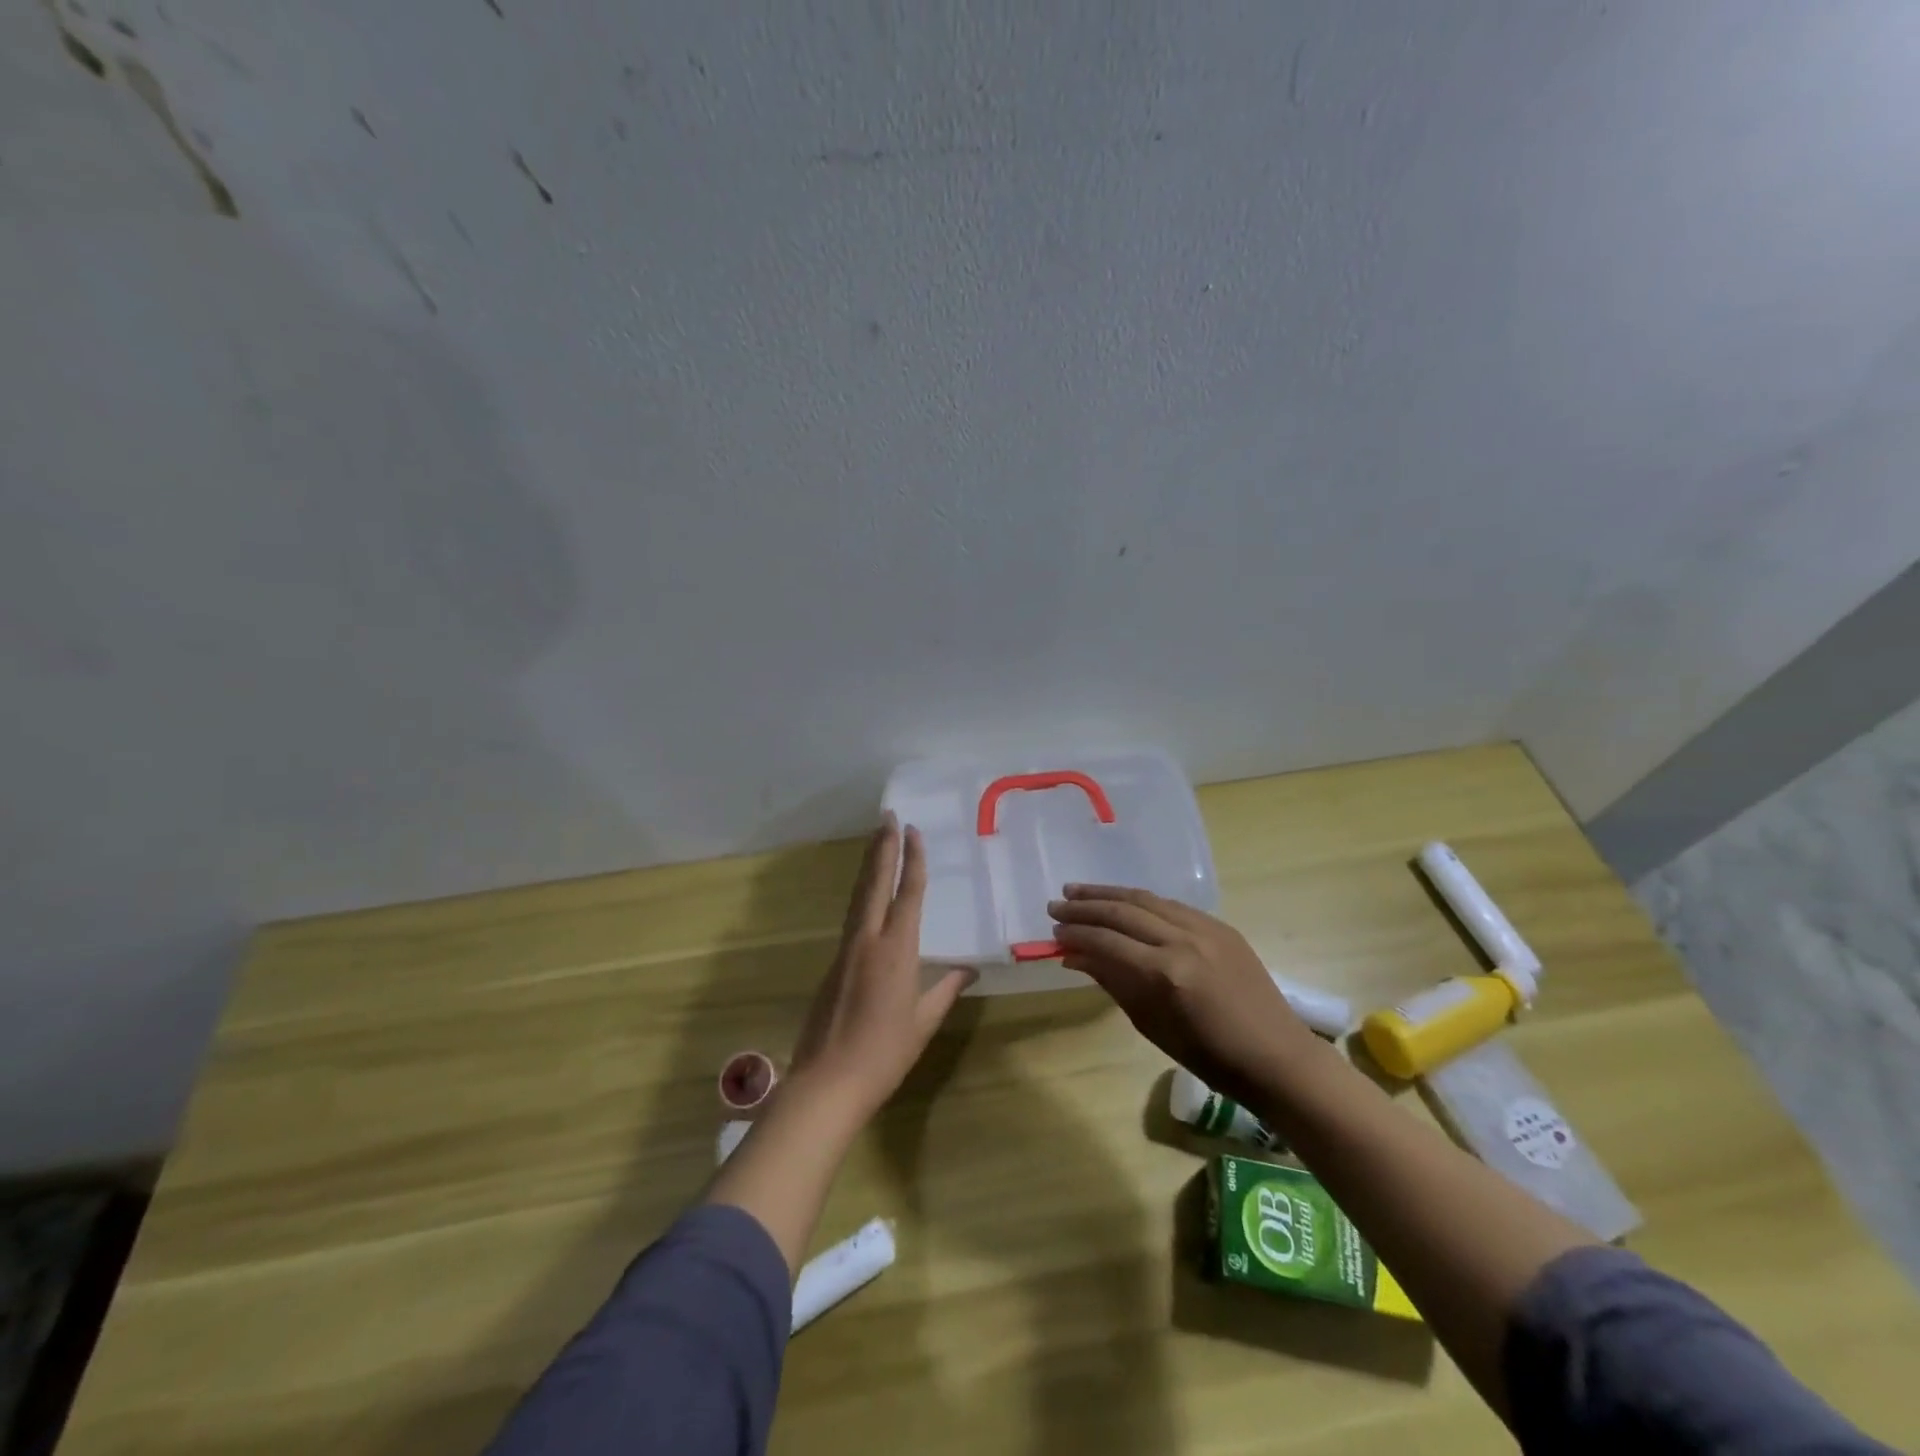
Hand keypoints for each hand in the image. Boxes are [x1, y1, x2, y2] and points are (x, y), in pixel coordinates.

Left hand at [788, 814, 974, 1119]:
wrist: (827, 1083)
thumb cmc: (884, 1054)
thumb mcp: (923, 1022)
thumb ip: (945, 990)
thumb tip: (968, 969)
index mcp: (896, 951)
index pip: (907, 895)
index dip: (912, 861)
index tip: (913, 831)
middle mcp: (868, 941)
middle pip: (875, 884)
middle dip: (882, 848)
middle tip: (887, 816)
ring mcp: (846, 950)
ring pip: (859, 897)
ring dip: (869, 866)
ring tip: (875, 840)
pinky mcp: (834, 964)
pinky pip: (852, 918)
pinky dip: (862, 894)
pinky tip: (867, 894)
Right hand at [1049, 884, 1312, 1098]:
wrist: (1275, 1056)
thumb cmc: (1209, 1056)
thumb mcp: (1152, 1025)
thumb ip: (1113, 982)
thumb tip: (1076, 956)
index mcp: (1166, 973)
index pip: (1108, 941)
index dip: (1077, 934)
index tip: (1054, 932)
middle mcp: (1184, 941)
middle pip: (1124, 912)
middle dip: (1085, 907)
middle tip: (1056, 906)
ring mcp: (1205, 928)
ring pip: (1147, 899)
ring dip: (1109, 894)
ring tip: (1079, 892)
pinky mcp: (1220, 926)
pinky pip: (1172, 906)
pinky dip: (1142, 901)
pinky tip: (1123, 903)